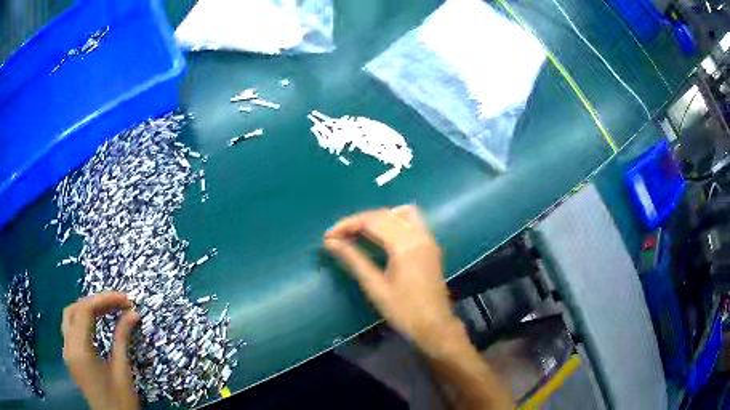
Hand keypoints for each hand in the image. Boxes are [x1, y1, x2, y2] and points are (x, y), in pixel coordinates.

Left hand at [62, 292, 140, 409]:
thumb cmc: (121, 402)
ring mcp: (67, 352)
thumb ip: (122, 339)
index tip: (126, 300)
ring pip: (69, 317)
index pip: (85, 310)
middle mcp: (68, 346)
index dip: (105, 299)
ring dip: (86, 309)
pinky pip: (70, 329)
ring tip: (106, 310)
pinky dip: (81, 321)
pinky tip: (94, 325)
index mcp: (79, 350)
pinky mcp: (70, 358)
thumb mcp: (122, 371)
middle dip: (95, 302)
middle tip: (117, 304)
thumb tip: (133, 314)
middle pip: (74, 309)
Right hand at [324, 205, 461, 352]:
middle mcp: (419, 235)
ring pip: (402, 213)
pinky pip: (412, 222)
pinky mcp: (431, 246)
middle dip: (360, 221)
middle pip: (385, 214)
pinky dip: (394, 222)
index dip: (347, 224)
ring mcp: (428, 239)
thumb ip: (353, 259)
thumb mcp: (375, 286)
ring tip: (361, 233)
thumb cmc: (403, 311)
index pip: (372, 221)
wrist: (434, 326)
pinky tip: (383, 238)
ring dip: (380, 218)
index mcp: (405, 244)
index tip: (329, 236)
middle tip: (340, 236)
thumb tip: (330, 242)